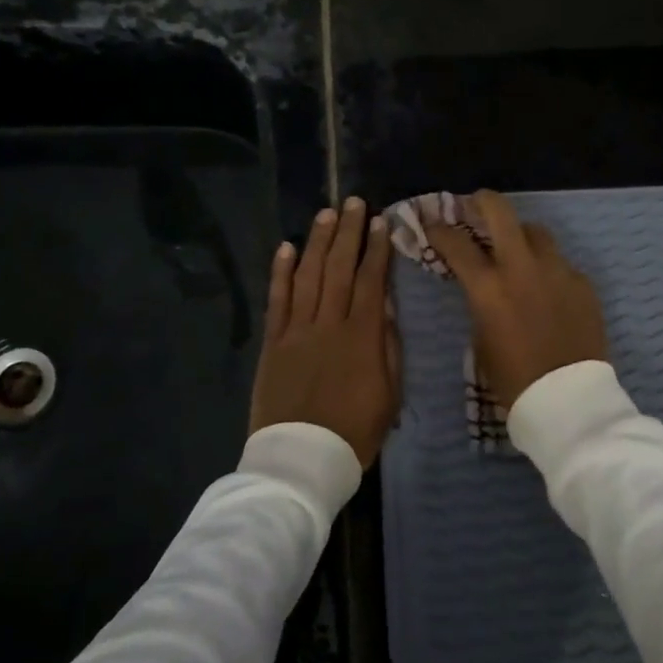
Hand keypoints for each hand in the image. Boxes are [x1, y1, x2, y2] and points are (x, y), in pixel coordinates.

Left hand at [249, 197, 399, 467]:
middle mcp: (328, 323)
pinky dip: (281, 272)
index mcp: (362, 337)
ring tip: (327, 214)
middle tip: (354, 202)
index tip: (382, 223)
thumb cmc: (354, 432)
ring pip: (309, 276)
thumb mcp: (389, 395)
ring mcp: (296, 331)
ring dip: (318, 242)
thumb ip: (388, 348)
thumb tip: (386, 309)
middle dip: (349, 233)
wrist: (301, 459)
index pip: (372, 281)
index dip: (378, 250)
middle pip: (340, 268)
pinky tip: (287, 247)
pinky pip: (277, 300)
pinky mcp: (273, 343)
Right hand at [423, 190, 607, 409]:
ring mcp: (557, 271)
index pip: (456, 243)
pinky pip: (560, 263)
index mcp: (488, 287)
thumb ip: (480, 302)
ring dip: (520, 235)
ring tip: (516, 248)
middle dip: (482, 201)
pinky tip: (546, 288)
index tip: (433, 225)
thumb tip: (483, 285)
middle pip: (501, 212)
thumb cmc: (513, 380)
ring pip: (536, 232)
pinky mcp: (582, 283)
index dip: (439, 230)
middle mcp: (522, 268)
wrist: (568, 401)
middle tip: (475, 204)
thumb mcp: (481, 339)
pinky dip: (547, 268)